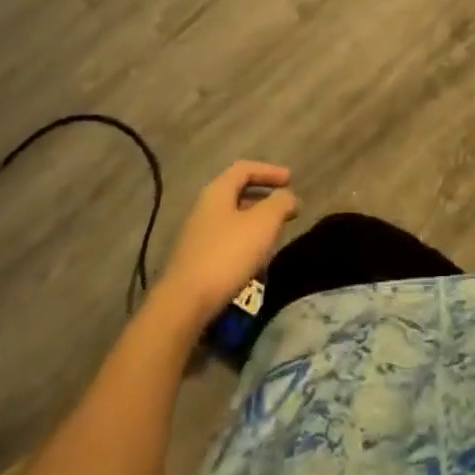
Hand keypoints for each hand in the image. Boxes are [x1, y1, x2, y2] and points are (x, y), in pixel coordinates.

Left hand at [154, 161, 299, 324]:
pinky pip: (225, 242)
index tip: (291, 180)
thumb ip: (281, 203)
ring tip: (274, 236)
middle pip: (237, 193)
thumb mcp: (264, 223)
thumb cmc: (228, 255)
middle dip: (264, 199)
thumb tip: (288, 197)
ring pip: (232, 219)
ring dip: (255, 223)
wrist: (184, 305)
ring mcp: (196, 236)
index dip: (269, 171)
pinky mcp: (195, 262)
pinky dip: (244, 243)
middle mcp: (203, 209)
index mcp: (217, 192)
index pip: (244, 169)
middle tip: (285, 209)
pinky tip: (255, 260)